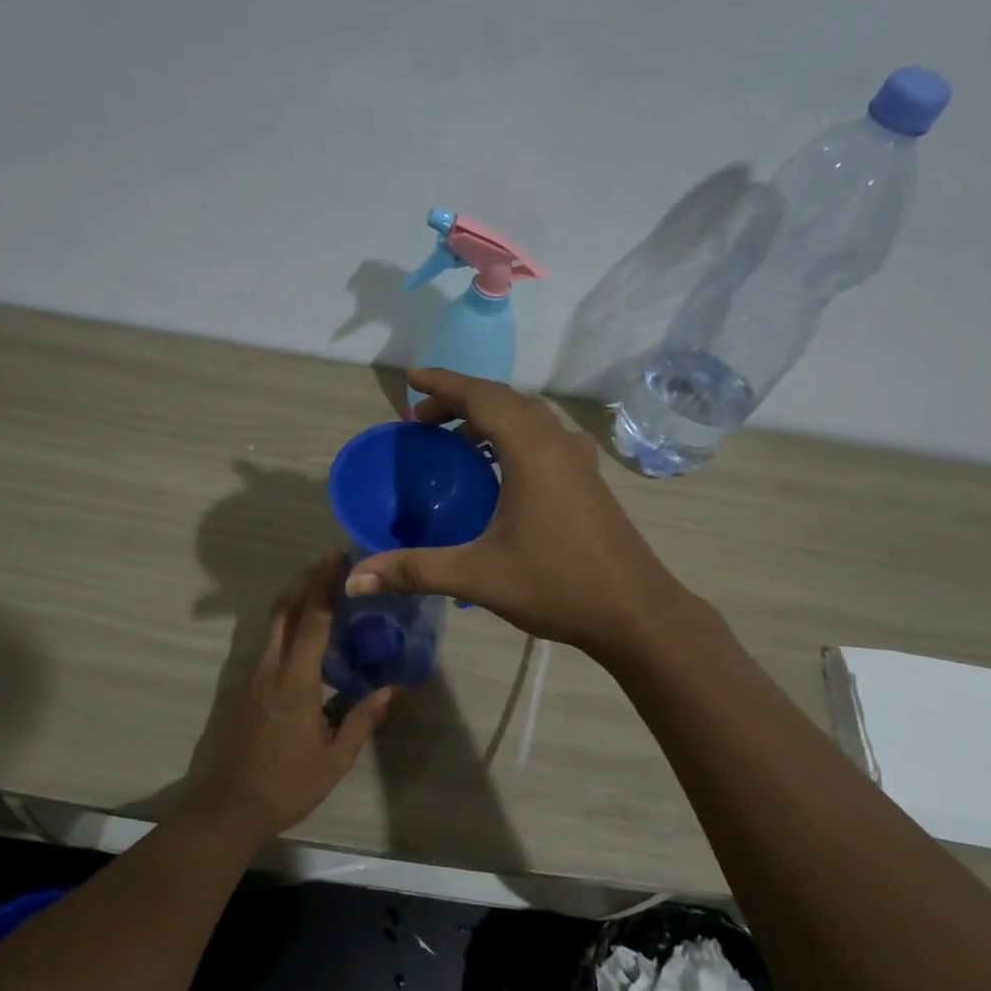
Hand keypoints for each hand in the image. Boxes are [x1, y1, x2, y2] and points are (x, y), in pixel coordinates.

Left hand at [178, 554, 394, 846]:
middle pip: (285, 609)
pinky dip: (284, 626)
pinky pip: (266, 645)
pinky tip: (300, 639)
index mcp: (295, 680)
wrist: (224, 809)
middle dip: (306, 580)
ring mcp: (250, 677)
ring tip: (318, 591)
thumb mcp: (334, 759)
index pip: (312, 619)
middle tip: (329, 562)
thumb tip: (394, 690)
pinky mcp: (240, 689)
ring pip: (271, 625)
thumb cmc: (284, 785)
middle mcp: (269, 668)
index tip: (338, 557)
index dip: (325, 584)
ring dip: (293, 600)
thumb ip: (363, 720)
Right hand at [344, 369, 683, 657]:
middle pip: (503, 399)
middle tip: (422, 420)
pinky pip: (543, 435)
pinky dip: (512, 434)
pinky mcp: (588, 477)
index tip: (411, 379)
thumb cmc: (557, 584)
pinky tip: (498, 467)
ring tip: (454, 439)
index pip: (481, 396)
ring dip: (488, 415)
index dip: (443, 383)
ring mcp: (578, 458)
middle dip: (460, 400)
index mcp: (530, 449)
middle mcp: (556, 441)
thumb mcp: (478, 576)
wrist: (635, 611)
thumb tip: (356, 579)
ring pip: (527, 415)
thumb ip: (414, 570)